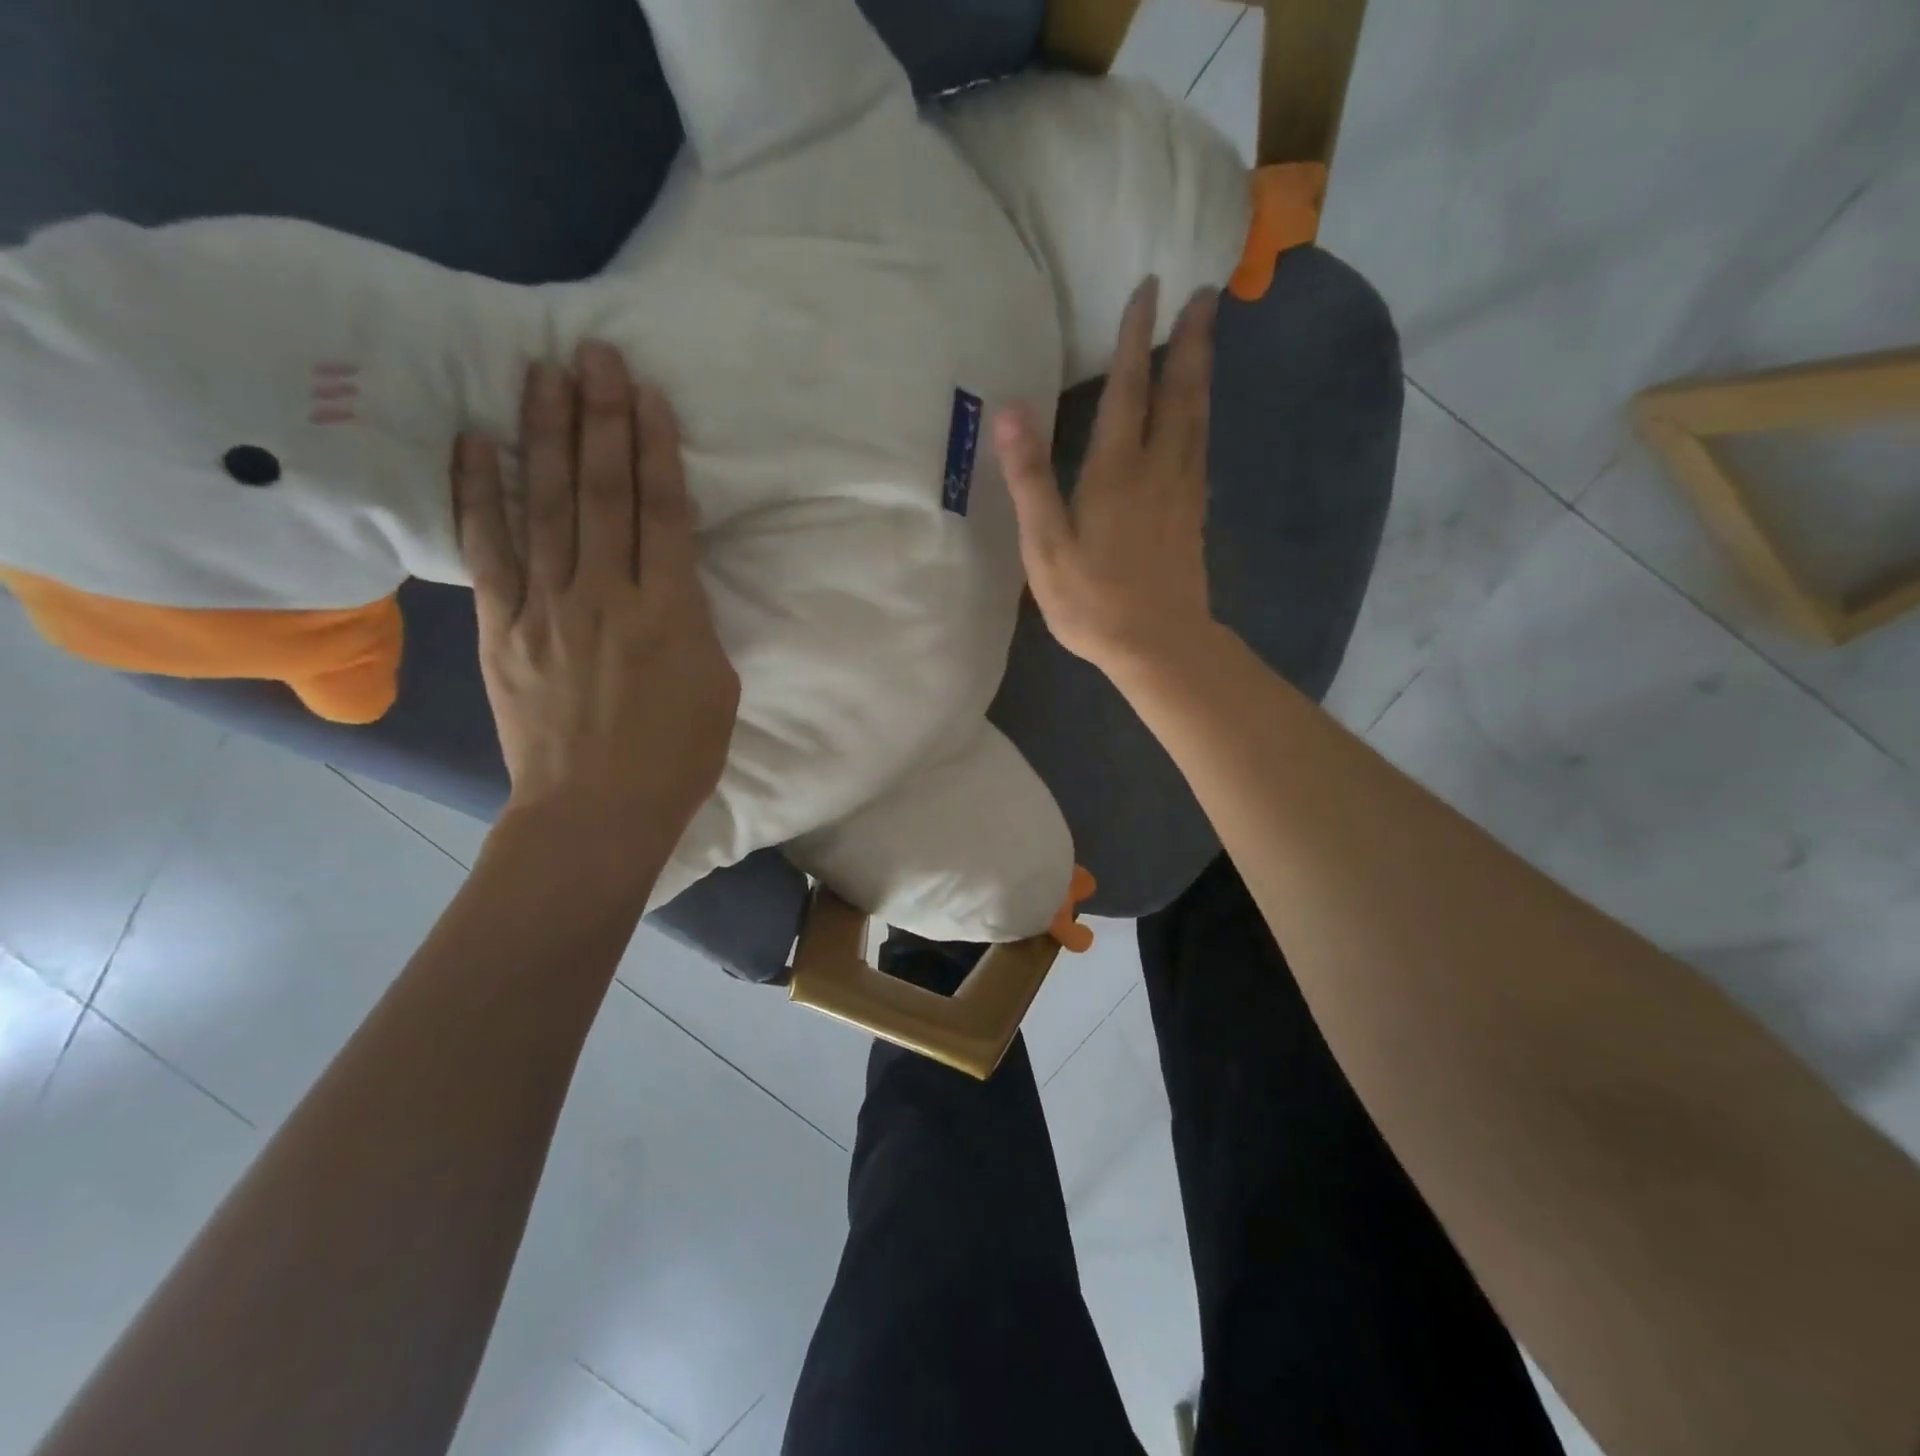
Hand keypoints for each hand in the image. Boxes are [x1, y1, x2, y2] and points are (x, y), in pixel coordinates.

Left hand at [452, 342, 739, 850]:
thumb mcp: (718, 685)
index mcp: (669, 612)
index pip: (660, 512)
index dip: (654, 448)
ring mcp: (547, 608)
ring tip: (540, 374)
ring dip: (544, 436)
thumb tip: (672, 578)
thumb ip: (694, 621)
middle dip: (599, 419)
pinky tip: (476, 445)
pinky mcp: (502, 628)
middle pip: (602, 492)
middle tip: (592, 354)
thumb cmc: (677, 756)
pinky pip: (489, 551)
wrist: (597, 810)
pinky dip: (480, 495)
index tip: (646, 394)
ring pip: (547, 506)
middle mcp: (605, 595)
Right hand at [995, 277, 1221, 680]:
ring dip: (1202, 371)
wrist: (1158, 645)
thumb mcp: (1046, 546)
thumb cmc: (1093, 601)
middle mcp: (1158, 469)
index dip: (1135, 338)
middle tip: (1205, 293)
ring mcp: (1183, 492)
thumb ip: (1030, 479)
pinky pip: (1201, 448)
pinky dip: (1203, 417)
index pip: (1128, 389)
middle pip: (1179, 392)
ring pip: (1198, 417)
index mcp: (1117, 471)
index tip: (1149, 288)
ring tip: (1207, 336)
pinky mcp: (1194, 515)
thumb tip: (1011, 411)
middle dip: (1189, 340)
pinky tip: (1201, 415)